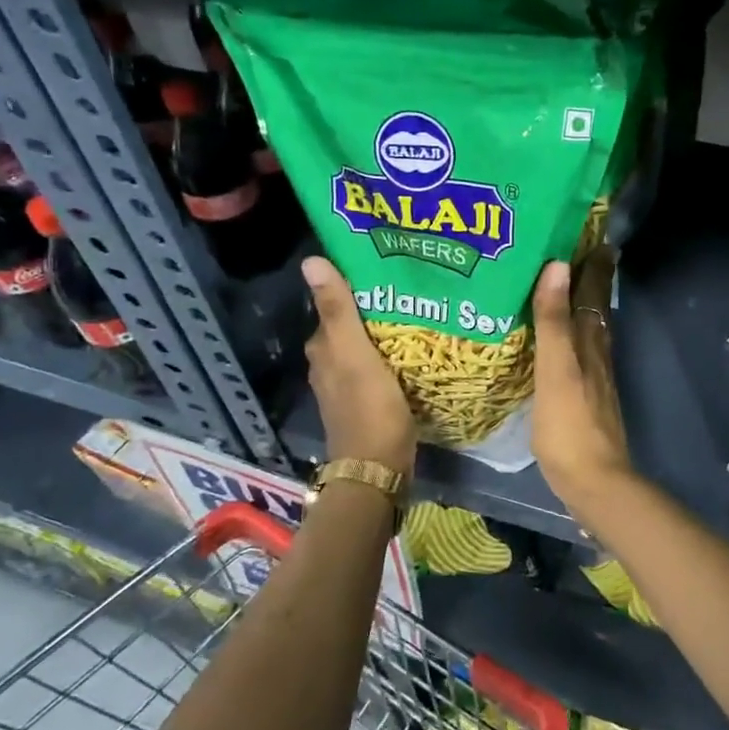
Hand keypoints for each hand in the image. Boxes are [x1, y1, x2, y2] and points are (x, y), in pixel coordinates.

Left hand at [302, 257, 414, 475]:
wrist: (378, 469)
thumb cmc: (369, 408)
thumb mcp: (355, 354)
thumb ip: (338, 310)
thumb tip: (310, 261)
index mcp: (323, 350)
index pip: (335, 306)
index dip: (356, 287)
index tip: (386, 268)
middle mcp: (329, 366)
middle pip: (351, 327)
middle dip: (374, 309)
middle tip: (410, 288)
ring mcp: (347, 387)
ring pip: (365, 348)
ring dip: (384, 333)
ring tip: (418, 312)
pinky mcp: (367, 403)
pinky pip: (379, 368)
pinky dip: (391, 357)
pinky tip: (414, 351)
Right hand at [531, 249, 633, 512]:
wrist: (594, 480)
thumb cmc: (569, 425)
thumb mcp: (556, 369)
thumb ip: (554, 321)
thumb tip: (558, 266)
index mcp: (590, 343)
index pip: (594, 293)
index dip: (594, 266)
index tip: (595, 236)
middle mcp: (597, 354)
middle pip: (597, 308)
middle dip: (591, 280)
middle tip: (582, 252)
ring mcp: (595, 378)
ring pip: (593, 330)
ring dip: (586, 306)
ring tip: (572, 287)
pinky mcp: (587, 399)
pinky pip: (583, 353)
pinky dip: (577, 335)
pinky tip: (566, 342)